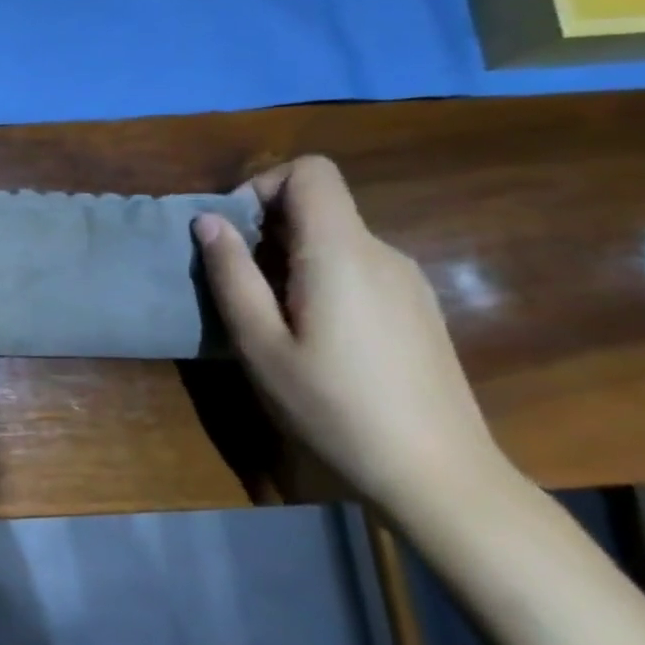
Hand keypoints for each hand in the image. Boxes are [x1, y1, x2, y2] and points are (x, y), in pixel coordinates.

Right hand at [192, 155, 507, 509]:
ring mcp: (407, 280)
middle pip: (320, 204)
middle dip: (266, 227)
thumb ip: (231, 275)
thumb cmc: (334, 406)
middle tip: (236, 282)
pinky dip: (320, 276)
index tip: (232, 232)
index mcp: (341, 252)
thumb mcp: (260, 344)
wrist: (437, 473)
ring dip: (290, 255)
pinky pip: (357, 266)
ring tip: (268, 315)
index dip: (262, 185)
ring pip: (336, 238)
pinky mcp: (417, 307)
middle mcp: (382, 252)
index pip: (310, 171)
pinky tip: (313, 334)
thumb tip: (207, 221)